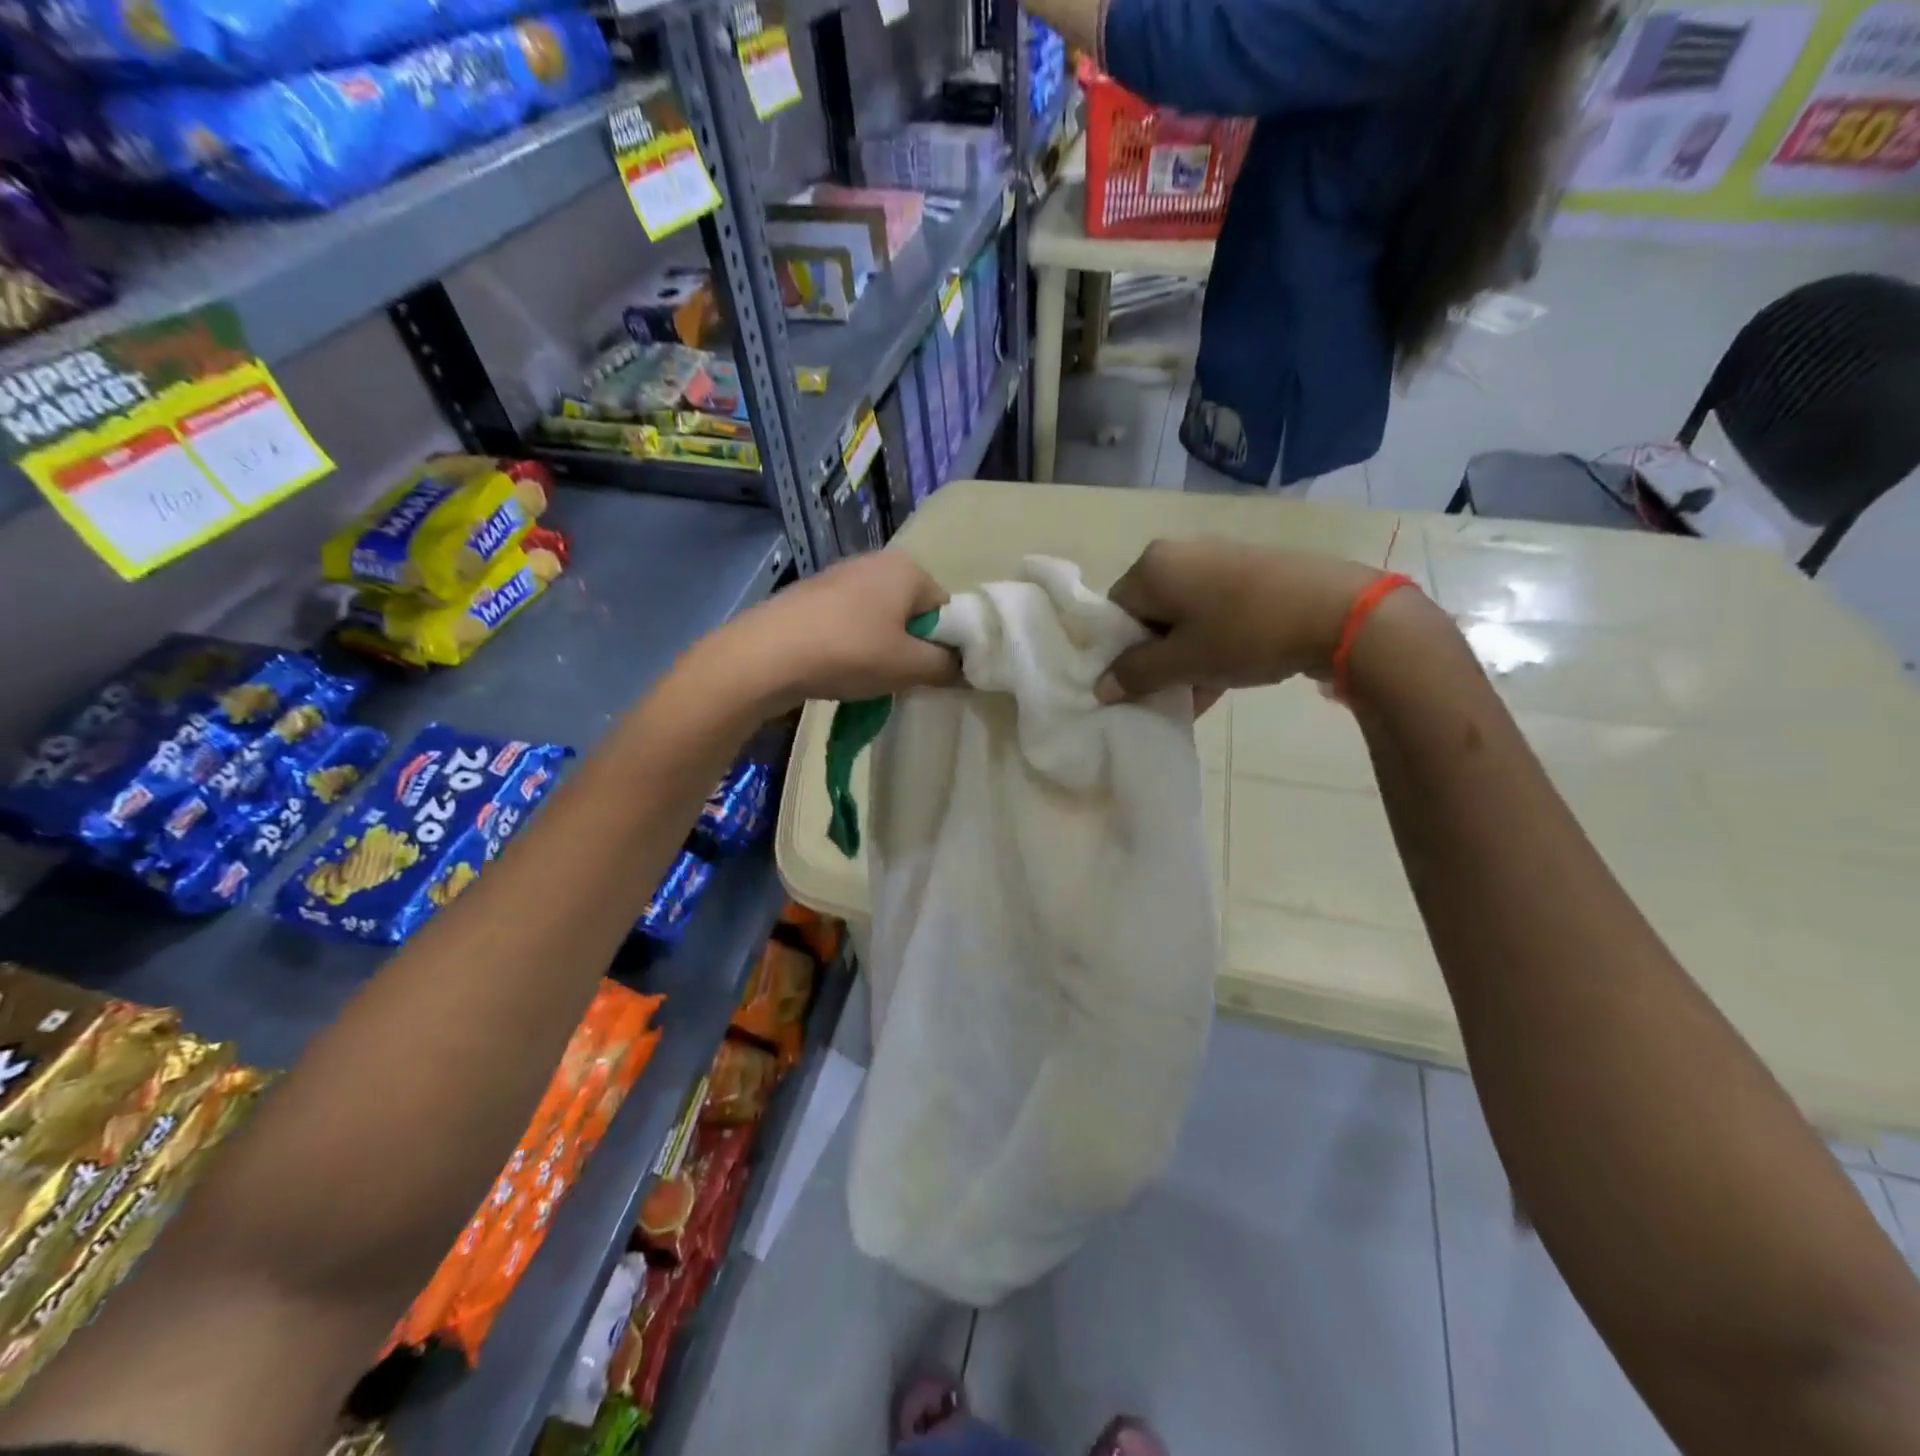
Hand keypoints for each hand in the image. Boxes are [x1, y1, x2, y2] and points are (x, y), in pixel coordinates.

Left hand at [712, 552, 958, 708]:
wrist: (767, 654)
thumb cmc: (850, 652)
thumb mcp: (909, 666)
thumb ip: (946, 666)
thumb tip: (964, 667)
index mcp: (907, 569)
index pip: (946, 610)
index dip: (944, 646)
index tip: (930, 675)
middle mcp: (876, 561)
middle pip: (912, 612)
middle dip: (911, 646)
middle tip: (899, 678)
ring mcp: (839, 575)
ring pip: (880, 618)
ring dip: (881, 647)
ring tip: (865, 676)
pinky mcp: (812, 595)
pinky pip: (850, 621)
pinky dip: (852, 643)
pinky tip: (838, 667)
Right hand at [1095, 540, 1382, 704]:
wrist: (1339, 611)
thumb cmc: (1245, 633)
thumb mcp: (1184, 662)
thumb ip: (1136, 674)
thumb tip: (1101, 687)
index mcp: (1152, 566)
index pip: (1114, 613)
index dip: (1118, 654)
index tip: (1135, 686)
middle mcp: (1180, 553)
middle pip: (1148, 615)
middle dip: (1154, 659)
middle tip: (1166, 693)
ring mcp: (1218, 559)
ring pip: (1182, 618)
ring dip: (1183, 659)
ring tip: (1197, 696)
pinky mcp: (1250, 572)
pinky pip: (1213, 612)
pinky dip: (1210, 645)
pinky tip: (1221, 681)